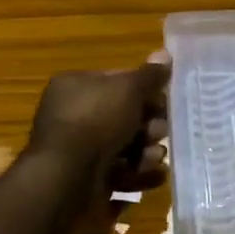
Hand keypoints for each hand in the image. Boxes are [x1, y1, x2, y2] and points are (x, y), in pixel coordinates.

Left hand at [26, 59, 170, 194]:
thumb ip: (149, 75)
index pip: (117, 81)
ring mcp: (77, 150)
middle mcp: (72, 115)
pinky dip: (138, 175)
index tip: (166, 99)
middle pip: (122, 116)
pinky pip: (119, 173)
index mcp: (74, 86)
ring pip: (123, 147)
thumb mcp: (128, 89)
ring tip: (154, 157)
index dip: (144, 89)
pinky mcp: (86, 180)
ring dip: (145, 152)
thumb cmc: (96, 120)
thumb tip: (165, 53)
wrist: (68, 177)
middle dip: (148, 125)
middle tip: (160, 131)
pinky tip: (154, 176)